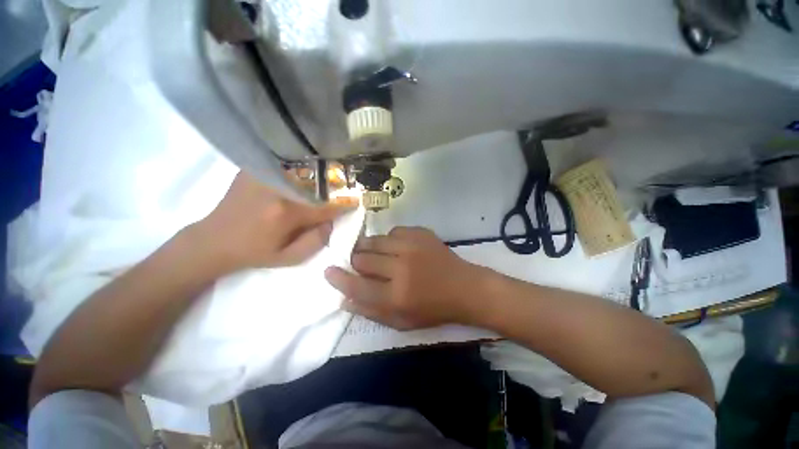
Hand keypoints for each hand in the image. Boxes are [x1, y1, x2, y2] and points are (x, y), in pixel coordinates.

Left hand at [193, 171, 356, 271]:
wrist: (212, 241)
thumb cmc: (254, 253)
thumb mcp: (289, 258)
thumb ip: (316, 241)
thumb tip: (332, 222)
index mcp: (286, 214)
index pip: (325, 207)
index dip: (343, 205)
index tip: (356, 201)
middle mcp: (277, 190)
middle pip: (316, 185)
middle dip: (334, 186)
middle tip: (343, 187)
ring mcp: (263, 177)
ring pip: (301, 171)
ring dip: (318, 175)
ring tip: (327, 177)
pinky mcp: (253, 171)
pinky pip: (283, 165)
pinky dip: (298, 167)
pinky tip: (303, 172)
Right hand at [324, 227, 485, 329]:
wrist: (465, 287)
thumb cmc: (434, 309)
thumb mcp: (402, 322)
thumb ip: (371, 312)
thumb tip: (343, 300)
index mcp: (397, 296)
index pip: (357, 286)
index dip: (338, 279)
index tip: (328, 270)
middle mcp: (401, 268)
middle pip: (362, 259)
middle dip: (354, 260)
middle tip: (356, 262)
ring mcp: (412, 247)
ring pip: (375, 241)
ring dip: (368, 247)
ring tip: (371, 252)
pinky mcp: (421, 233)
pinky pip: (393, 231)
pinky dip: (389, 239)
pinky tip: (396, 247)